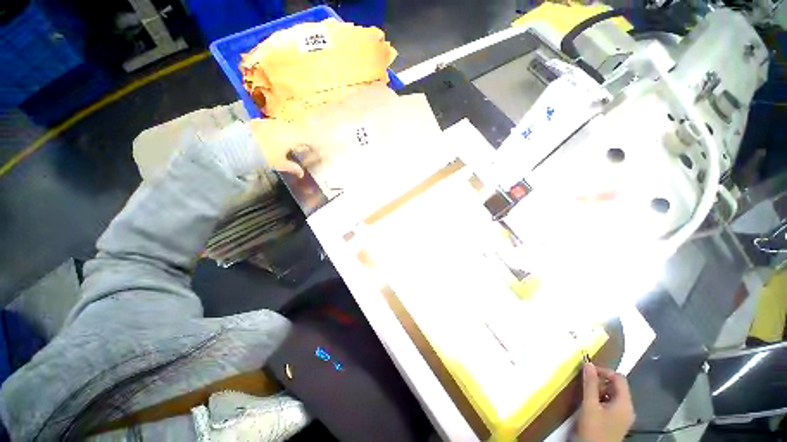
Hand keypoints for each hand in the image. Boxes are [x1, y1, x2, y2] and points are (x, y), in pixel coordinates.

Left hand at [248, 118, 312, 177]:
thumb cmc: (264, 155)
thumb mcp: (280, 164)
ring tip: (293, 143)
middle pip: (301, 131)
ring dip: (293, 134)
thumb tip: (301, 174)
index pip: (310, 139)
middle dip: (305, 139)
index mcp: (294, 137)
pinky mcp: (264, 121)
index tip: (317, 151)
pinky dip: (282, 132)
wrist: (240, 143)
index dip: (314, 145)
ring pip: (290, 127)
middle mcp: (286, 126)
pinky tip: (279, 138)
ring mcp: (275, 122)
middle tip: (306, 147)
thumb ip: (293, 167)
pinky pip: (279, 125)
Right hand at [577, 363, 634, 441]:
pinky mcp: (617, 422)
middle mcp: (628, 408)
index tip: (587, 371)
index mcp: (625, 403)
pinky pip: (612, 404)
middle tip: (584, 383)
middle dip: (600, 381)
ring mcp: (624, 416)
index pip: (619, 378)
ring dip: (599, 390)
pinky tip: (590, 404)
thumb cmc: (594, 428)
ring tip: (586, 393)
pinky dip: (601, 399)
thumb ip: (590, 384)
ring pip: (613, 395)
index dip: (604, 371)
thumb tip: (588, 364)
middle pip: (617, 386)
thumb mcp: (590, 405)